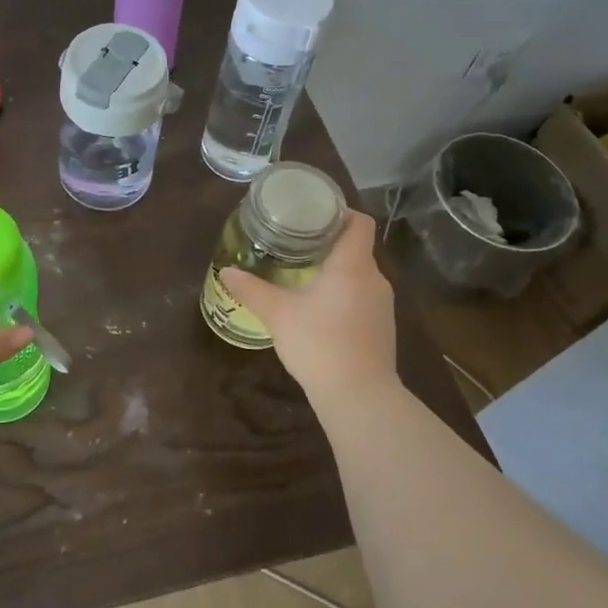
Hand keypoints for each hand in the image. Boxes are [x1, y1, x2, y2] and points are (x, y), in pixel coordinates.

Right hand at [218, 211, 398, 409]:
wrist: (359, 396)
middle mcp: (375, 278)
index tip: (312, 214)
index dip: (339, 212)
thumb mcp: (277, 314)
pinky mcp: (381, 327)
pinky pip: (361, 296)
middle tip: (294, 243)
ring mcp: (382, 305)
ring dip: (334, 270)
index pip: (359, 222)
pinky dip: (342, 293)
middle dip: (326, 242)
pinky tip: (318, 308)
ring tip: (301, 273)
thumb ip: (251, 289)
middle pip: (355, 247)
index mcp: (353, 265)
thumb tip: (226, 271)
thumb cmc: (319, 344)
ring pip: (358, 274)